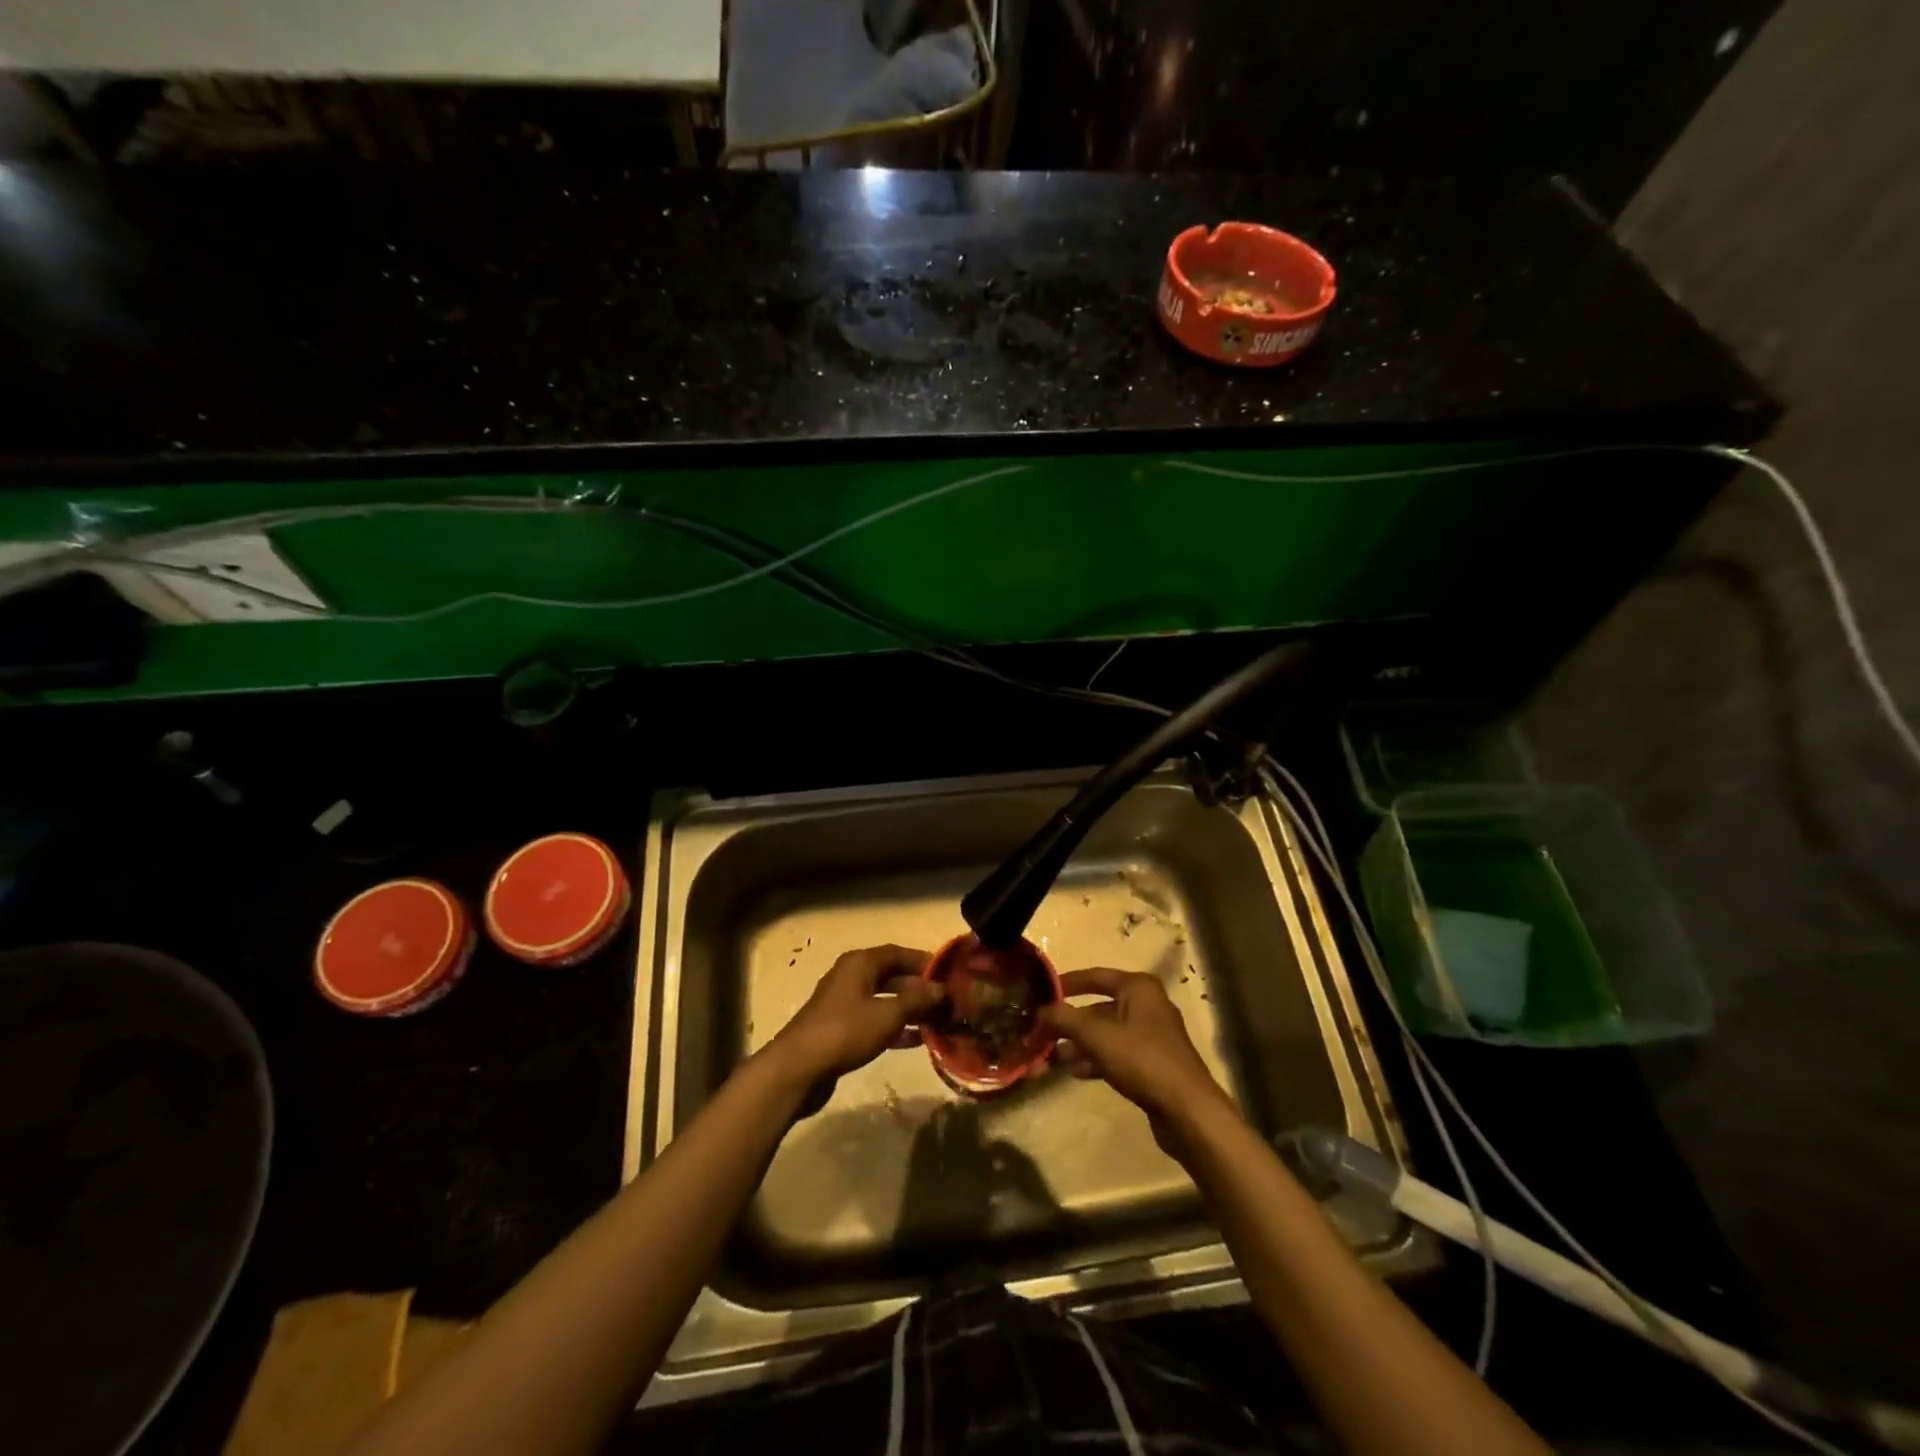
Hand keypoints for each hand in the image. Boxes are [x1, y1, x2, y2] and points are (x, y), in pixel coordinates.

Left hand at [766, 945, 943, 1087]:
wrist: (799, 1068)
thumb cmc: (846, 1032)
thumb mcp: (887, 1014)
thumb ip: (917, 1000)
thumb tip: (941, 989)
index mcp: (860, 963)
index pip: (899, 953)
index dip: (924, 961)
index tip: (949, 974)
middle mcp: (852, 976)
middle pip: (892, 976)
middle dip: (920, 988)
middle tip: (947, 1001)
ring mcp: (845, 1003)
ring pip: (885, 1000)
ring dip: (910, 1010)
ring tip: (939, 1021)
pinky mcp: (841, 1028)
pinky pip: (875, 1020)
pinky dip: (895, 1027)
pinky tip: (917, 1040)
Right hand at [1041, 968, 1229, 1144]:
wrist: (1187, 1110)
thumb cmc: (1142, 1060)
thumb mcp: (1098, 1036)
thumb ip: (1066, 1019)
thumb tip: (1040, 1010)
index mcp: (1138, 988)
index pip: (1095, 976)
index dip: (1067, 983)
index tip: (1041, 992)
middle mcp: (1146, 1005)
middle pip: (1099, 1007)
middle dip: (1070, 1021)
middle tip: (1042, 1032)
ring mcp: (1151, 1036)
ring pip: (1106, 1033)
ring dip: (1079, 1043)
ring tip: (1052, 1056)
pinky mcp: (1151, 1063)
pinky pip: (1116, 1053)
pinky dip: (1095, 1059)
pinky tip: (1075, 1071)